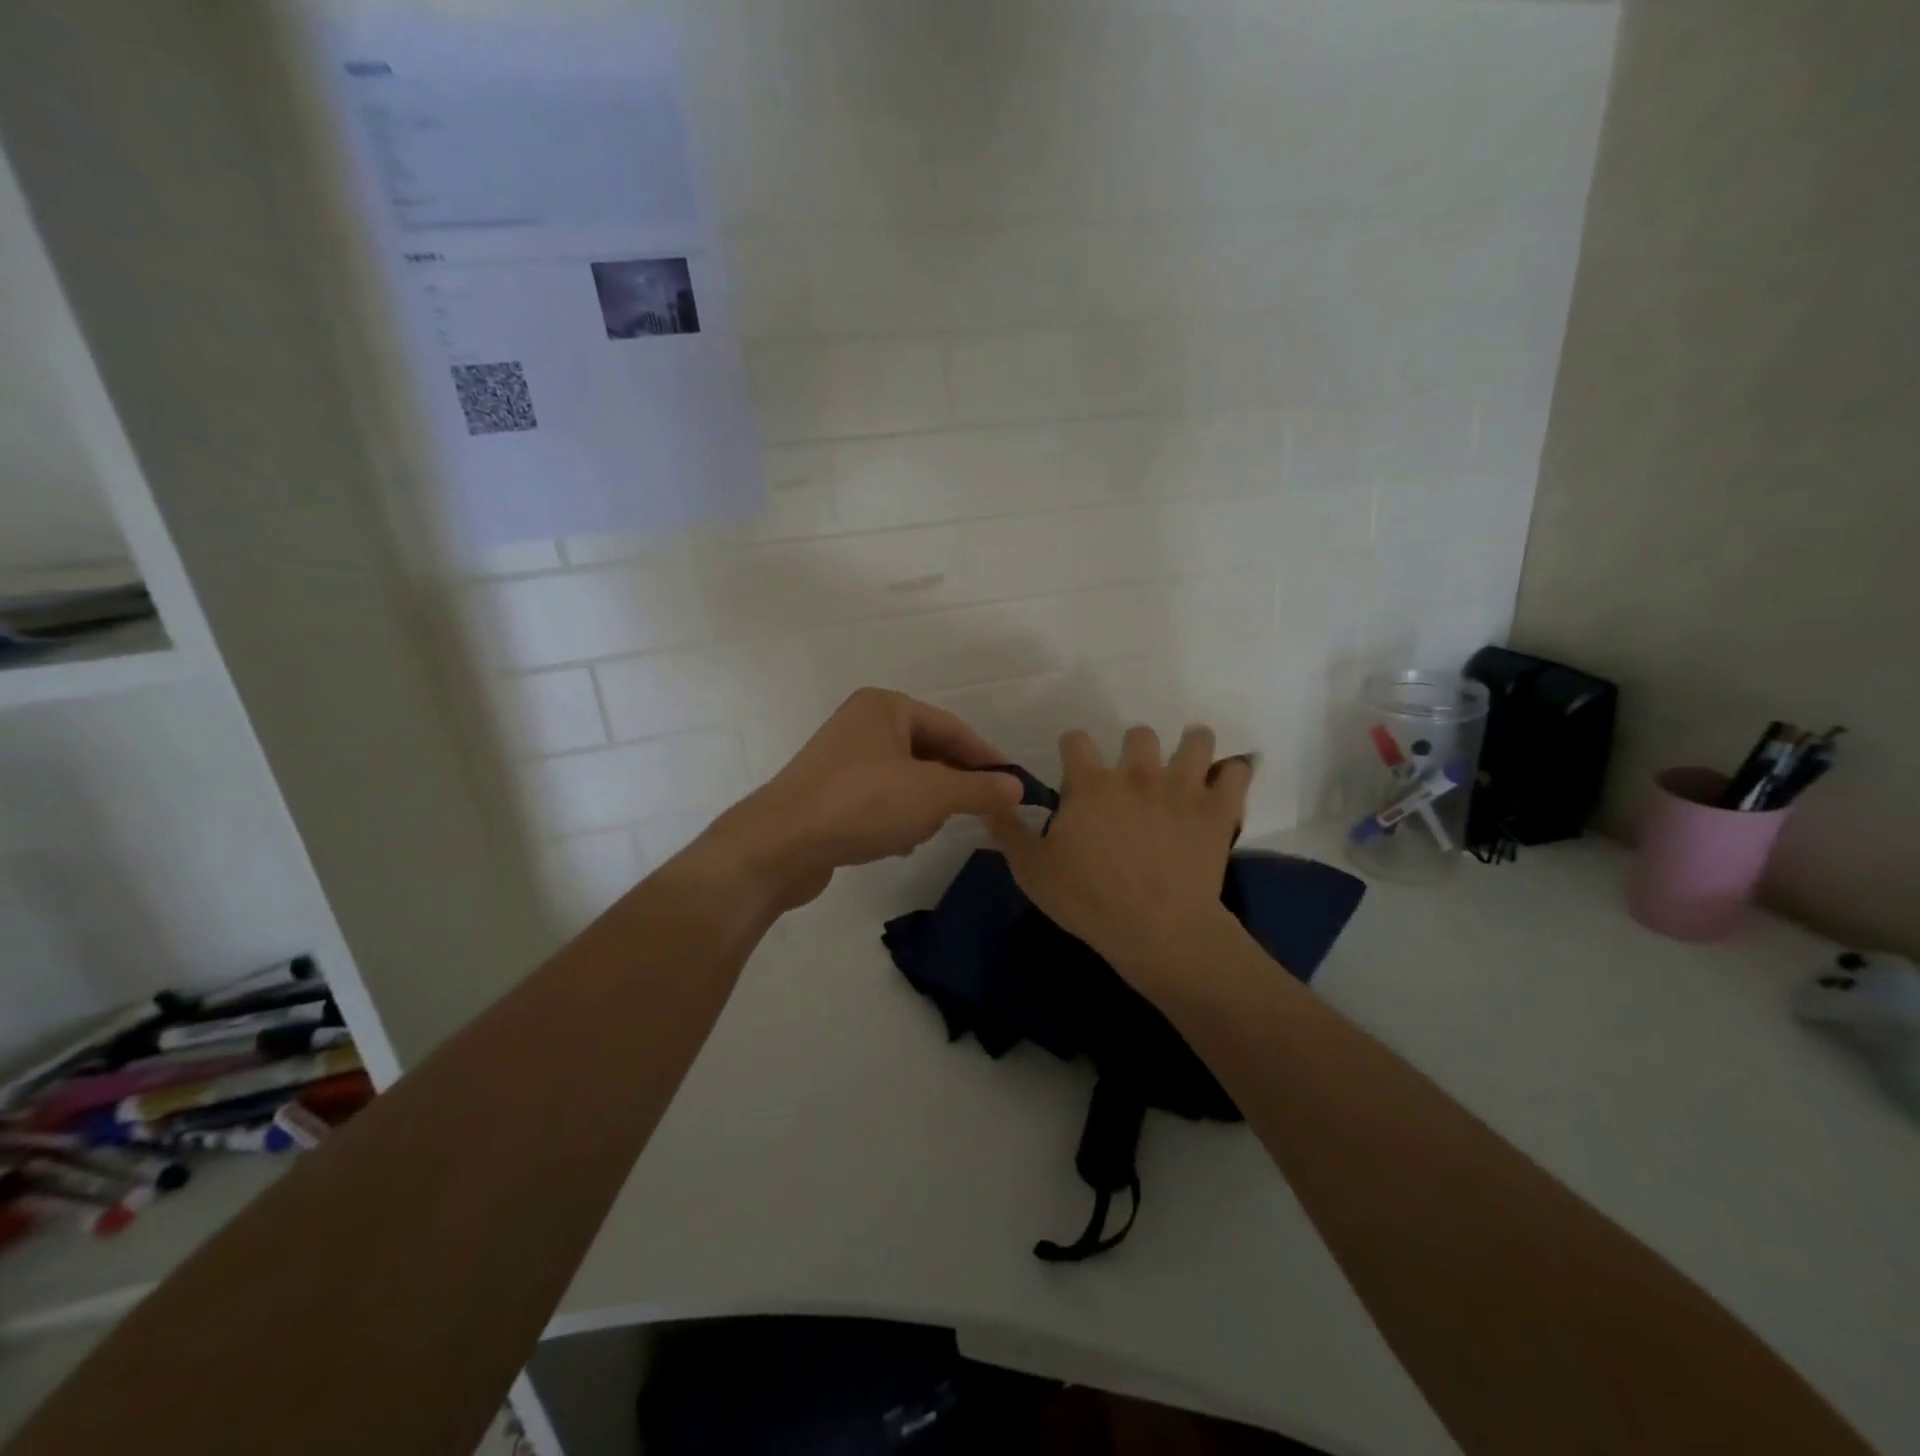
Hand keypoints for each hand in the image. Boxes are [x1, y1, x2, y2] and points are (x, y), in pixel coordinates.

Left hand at [702, 688, 1023, 912]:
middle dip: (950, 786)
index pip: (952, 728)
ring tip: (925, 831)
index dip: (985, 758)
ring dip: (922, 806)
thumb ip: (979, 789)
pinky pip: (878, 798)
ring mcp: (841, 758)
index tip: (1013, 786)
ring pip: (904, 778)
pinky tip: (897, 843)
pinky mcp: (828, 792)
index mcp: (885, 707)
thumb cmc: (862, 804)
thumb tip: (1017, 788)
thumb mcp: (933, 795)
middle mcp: (862, 724)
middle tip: (976, 813)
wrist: (780, 845)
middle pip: (928, 752)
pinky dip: (895, 817)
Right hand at [988, 725, 1253, 985]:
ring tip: (1188, 760)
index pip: (1076, 740)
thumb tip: (988, 801)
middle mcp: (1137, 773)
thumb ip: (1008, 831)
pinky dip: (1233, 773)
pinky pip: (1236, 773)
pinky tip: (1226, 781)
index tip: (1074, 765)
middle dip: (1134, 748)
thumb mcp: (1032, 871)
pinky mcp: (1217, 809)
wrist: (1158, 931)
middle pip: (1138, 734)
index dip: (1072, 748)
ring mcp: (1181, 787)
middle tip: (1133, 776)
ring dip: (1191, 745)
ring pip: (1195, 740)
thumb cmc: (1089, 901)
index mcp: (1091, 784)